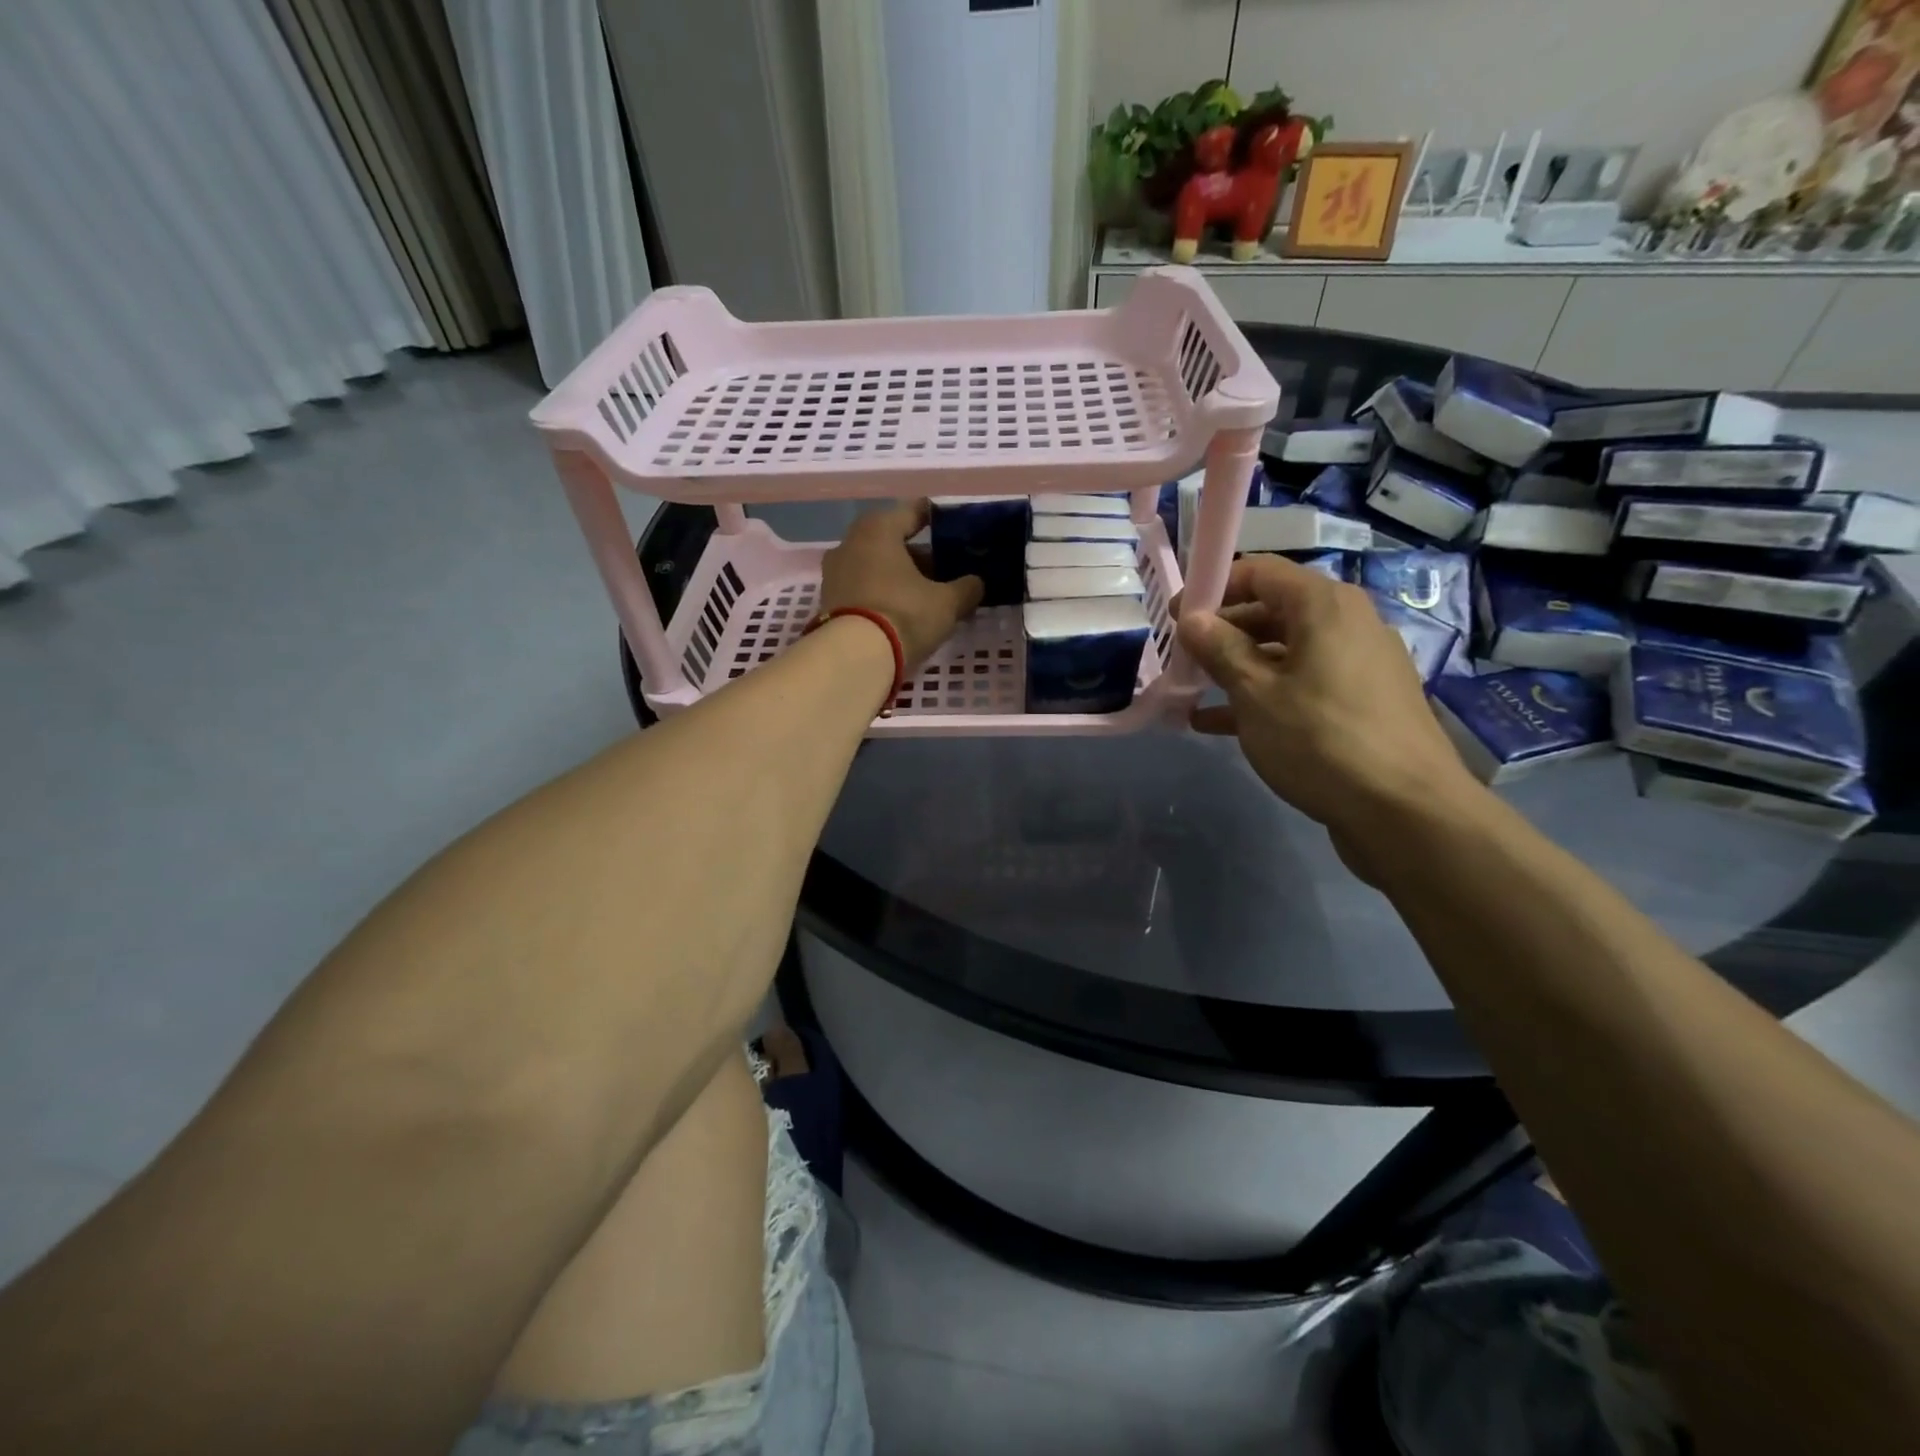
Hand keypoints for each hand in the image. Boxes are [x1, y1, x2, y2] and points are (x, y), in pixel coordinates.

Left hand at [818, 500, 983, 669]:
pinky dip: (882, 593)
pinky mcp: (829, 602)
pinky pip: (863, 588)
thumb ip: (966, 588)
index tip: (952, 525)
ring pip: (875, 566)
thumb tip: (976, 583)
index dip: (935, 517)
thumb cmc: (904, 614)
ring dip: (899, 576)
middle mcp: (850, 543)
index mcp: (879, 529)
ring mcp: (834, 573)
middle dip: (918, 554)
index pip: (912, 511)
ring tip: (926, 594)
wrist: (854, 658)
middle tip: (944, 568)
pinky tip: (901, 610)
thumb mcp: (947, 603)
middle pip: (891, 541)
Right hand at [1177, 556, 1483, 875]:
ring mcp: (1359, 664)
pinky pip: (1303, 684)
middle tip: (1183, 659)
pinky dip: (1265, 695)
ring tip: (1194, 694)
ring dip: (1238, 669)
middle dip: (1223, 633)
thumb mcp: (1256, 694)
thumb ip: (1220, 650)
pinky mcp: (1362, 702)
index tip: (1177, 617)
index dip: (1214, 588)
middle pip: (1273, 610)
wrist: (1405, 811)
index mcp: (1324, 606)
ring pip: (1285, 652)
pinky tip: (1221, 725)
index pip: (1261, 572)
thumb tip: (1193, 618)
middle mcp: (1348, 623)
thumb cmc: (1320, 740)